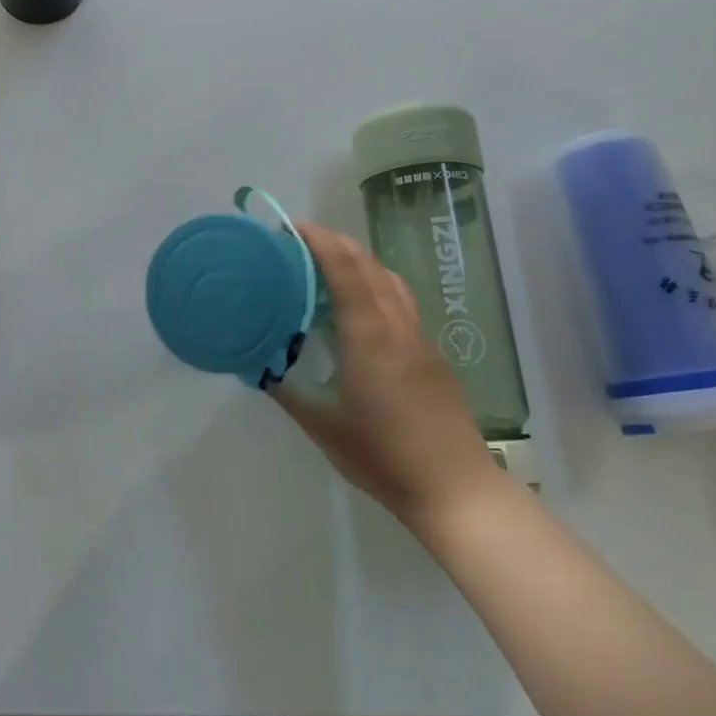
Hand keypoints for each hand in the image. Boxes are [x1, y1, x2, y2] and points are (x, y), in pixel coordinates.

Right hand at [271, 223, 501, 528]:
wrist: (455, 489)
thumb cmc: (383, 456)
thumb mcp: (322, 426)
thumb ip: (288, 391)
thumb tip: (260, 366)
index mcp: (369, 336)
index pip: (345, 270)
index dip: (320, 241)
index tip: (292, 226)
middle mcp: (398, 326)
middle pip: (370, 265)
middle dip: (337, 242)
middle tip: (301, 240)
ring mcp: (420, 339)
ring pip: (391, 280)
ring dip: (360, 261)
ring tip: (329, 265)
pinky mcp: (432, 355)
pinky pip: (401, 301)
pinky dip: (375, 285)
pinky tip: (360, 308)